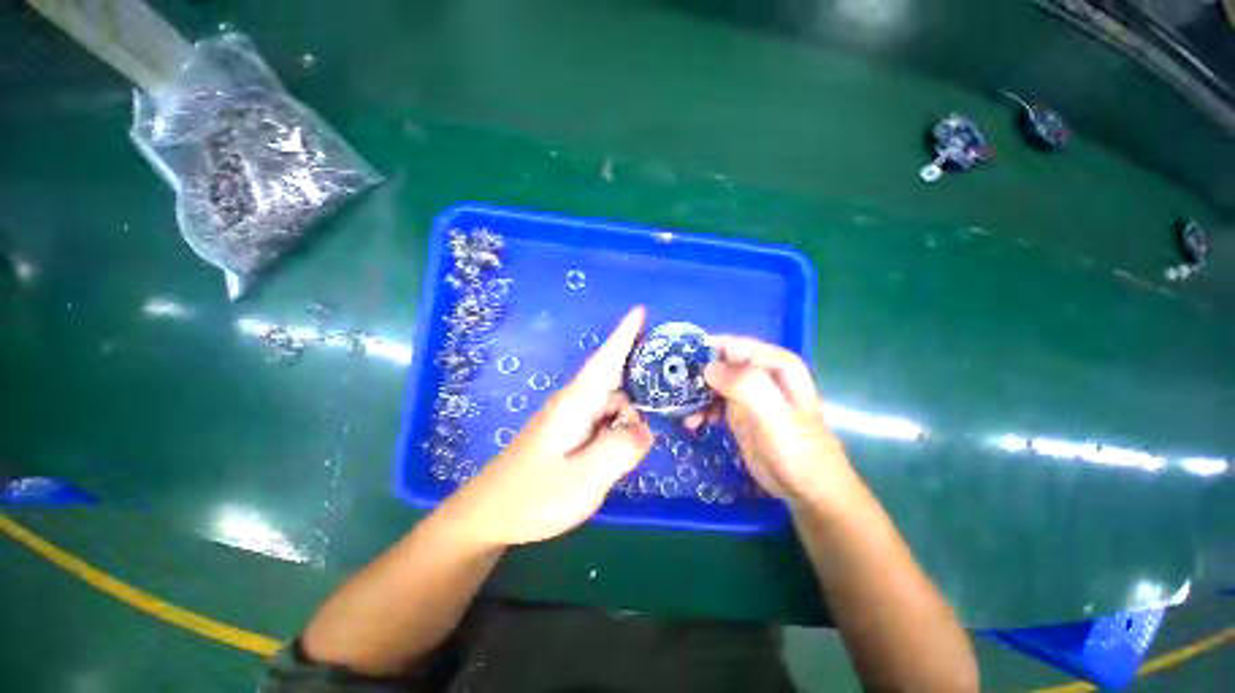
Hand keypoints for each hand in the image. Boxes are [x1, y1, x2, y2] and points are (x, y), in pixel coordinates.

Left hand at [442, 307, 652, 545]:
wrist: (489, 515)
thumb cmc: (533, 496)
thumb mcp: (584, 478)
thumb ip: (621, 448)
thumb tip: (644, 429)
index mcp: (577, 402)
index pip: (606, 359)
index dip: (625, 334)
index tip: (641, 310)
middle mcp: (575, 403)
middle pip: (615, 380)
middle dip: (641, 377)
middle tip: (669, 386)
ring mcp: (571, 419)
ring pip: (612, 403)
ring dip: (632, 412)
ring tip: (647, 433)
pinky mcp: (570, 434)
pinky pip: (604, 420)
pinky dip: (620, 427)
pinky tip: (627, 446)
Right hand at [687, 336, 850, 507]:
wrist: (807, 490)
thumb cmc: (796, 450)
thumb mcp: (774, 416)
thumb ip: (745, 385)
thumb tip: (708, 369)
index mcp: (774, 364)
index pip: (732, 345)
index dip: (704, 348)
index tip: (675, 357)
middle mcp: (760, 373)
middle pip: (719, 363)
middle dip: (695, 374)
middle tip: (672, 387)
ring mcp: (748, 394)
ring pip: (713, 382)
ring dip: (695, 394)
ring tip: (683, 411)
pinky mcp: (739, 412)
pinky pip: (713, 402)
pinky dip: (701, 409)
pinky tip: (694, 423)